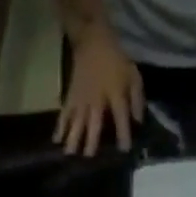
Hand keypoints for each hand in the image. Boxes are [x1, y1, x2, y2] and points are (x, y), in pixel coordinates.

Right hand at [56, 27, 142, 154]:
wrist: (92, 39)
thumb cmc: (116, 60)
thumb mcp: (133, 76)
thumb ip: (137, 100)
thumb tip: (139, 122)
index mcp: (115, 93)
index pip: (120, 116)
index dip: (123, 132)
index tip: (123, 149)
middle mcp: (97, 99)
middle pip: (93, 121)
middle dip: (91, 139)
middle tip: (88, 157)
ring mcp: (82, 98)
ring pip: (77, 119)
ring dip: (73, 137)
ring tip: (69, 154)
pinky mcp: (71, 95)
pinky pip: (65, 112)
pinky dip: (60, 126)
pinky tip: (56, 140)